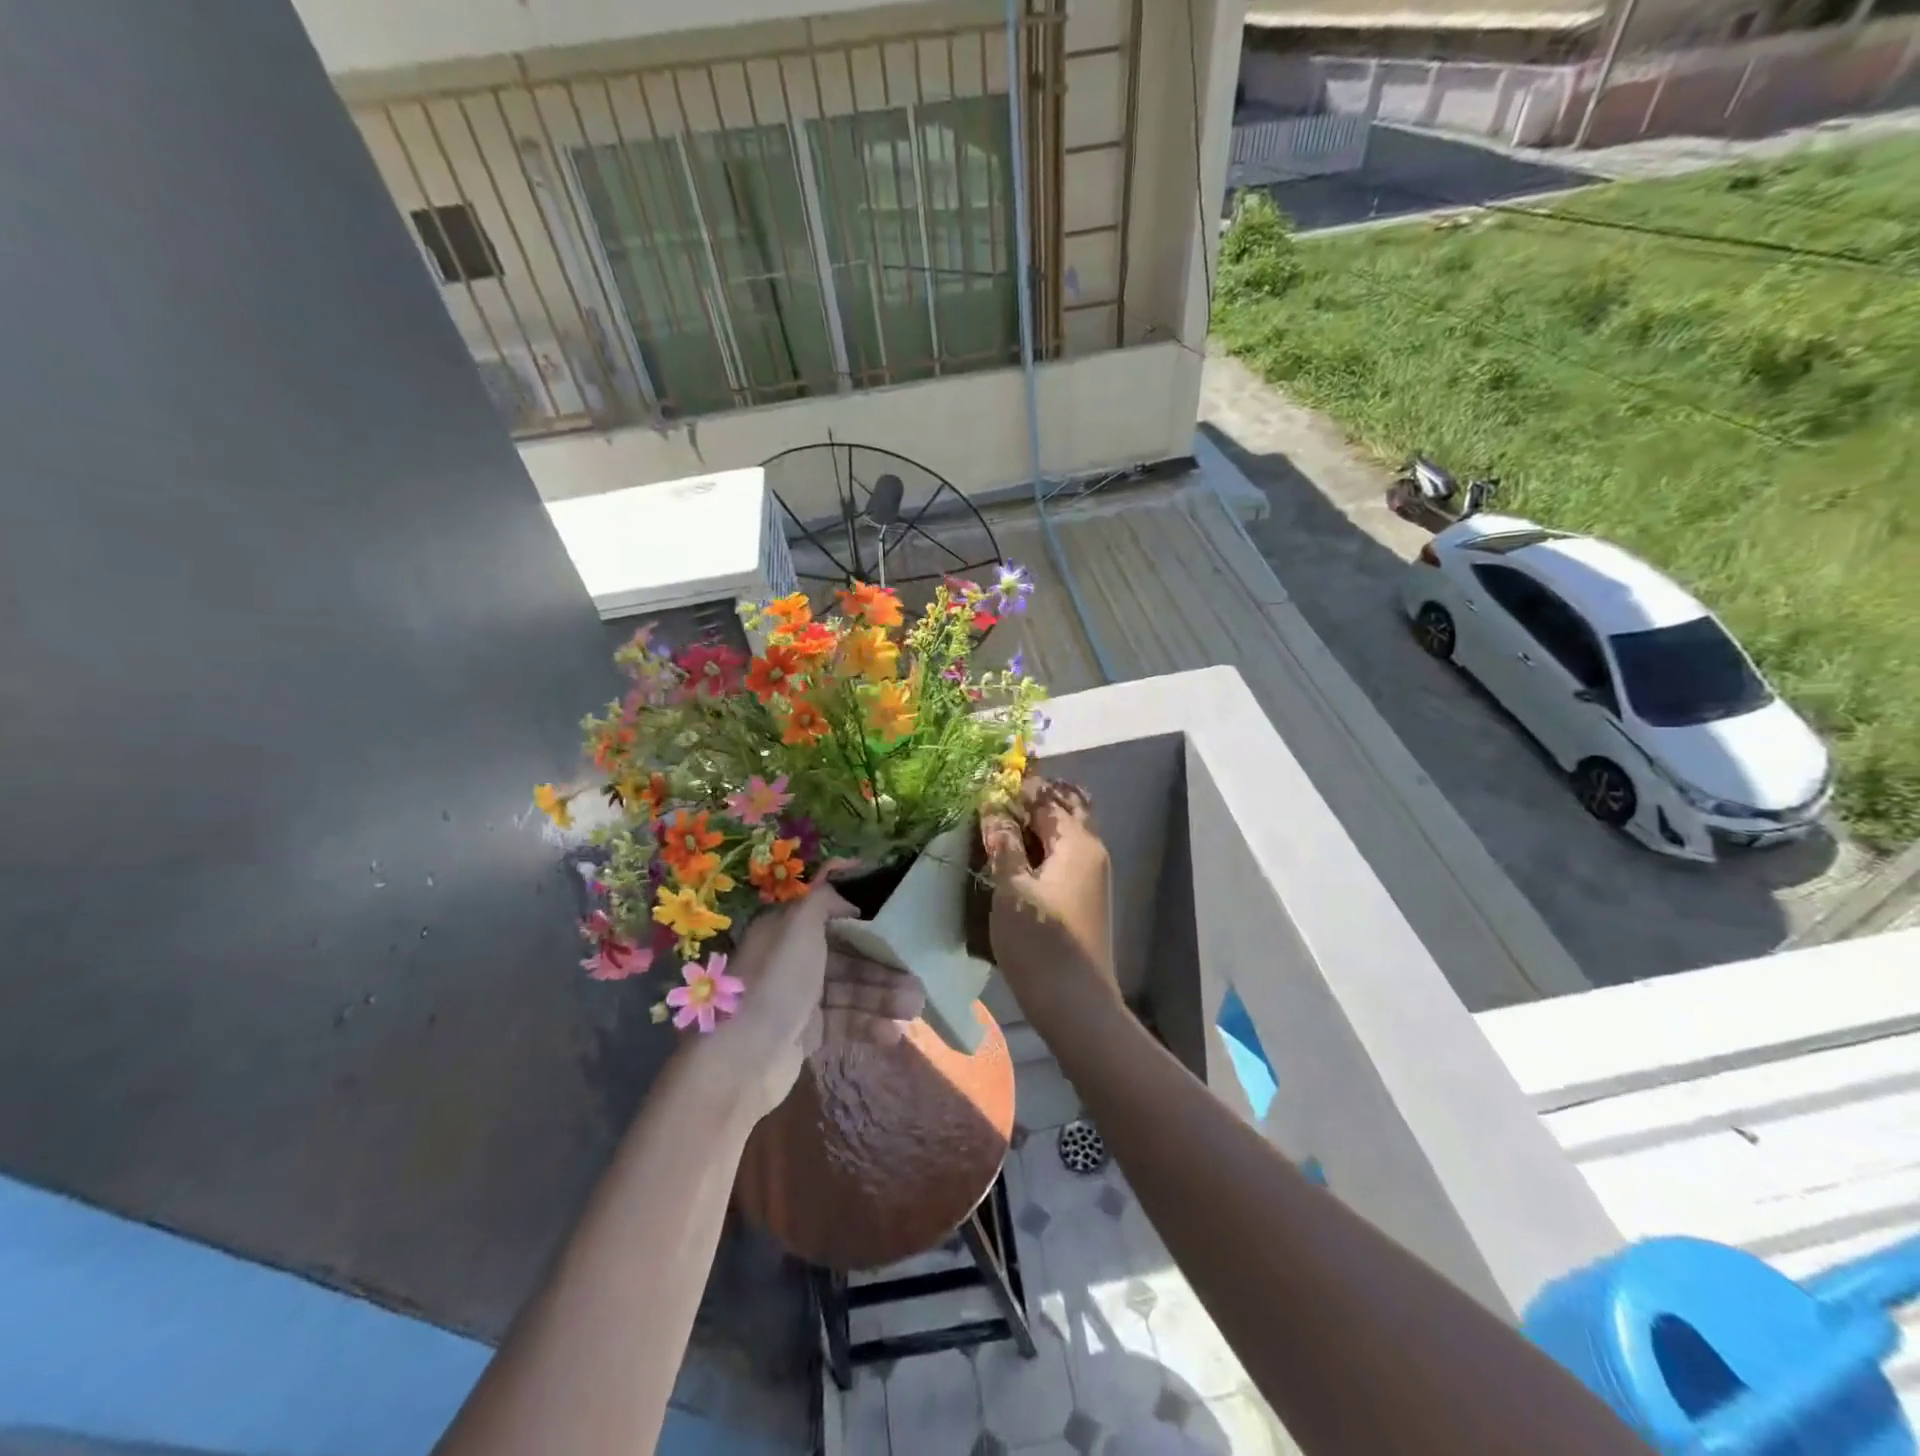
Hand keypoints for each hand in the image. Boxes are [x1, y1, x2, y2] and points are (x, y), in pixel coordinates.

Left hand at [682, 886, 924, 1124]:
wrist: (743, 1060)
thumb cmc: (776, 983)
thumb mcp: (799, 927)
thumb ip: (823, 900)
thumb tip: (848, 898)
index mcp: (786, 930)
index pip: (829, 916)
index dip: (861, 916)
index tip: (895, 920)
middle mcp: (792, 960)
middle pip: (846, 956)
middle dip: (882, 966)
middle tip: (917, 978)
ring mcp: (799, 998)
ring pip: (849, 989)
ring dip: (882, 997)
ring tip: (915, 1007)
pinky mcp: (806, 1032)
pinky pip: (843, 1020)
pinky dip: (868, 1024)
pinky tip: (893, 1033)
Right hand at [980, 778, 1117, 1027]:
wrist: (1077, 1002)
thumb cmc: (1040, 941)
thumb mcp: (1011, 888)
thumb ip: (1003, 844)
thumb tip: (994, 808)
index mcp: (1076, 841)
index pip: (1046, 797)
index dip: (1017, 785)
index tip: (989, 778)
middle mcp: (1092, 850)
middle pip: (1067, 807)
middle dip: (1036, 796)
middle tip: (1000, 795)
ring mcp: (1093, 874)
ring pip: (1068, 831)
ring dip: (1040, 819)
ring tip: (1004, 820)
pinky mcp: (1086, 895)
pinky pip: (1066, 854)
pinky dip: (1044, 844)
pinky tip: (1019, 854)